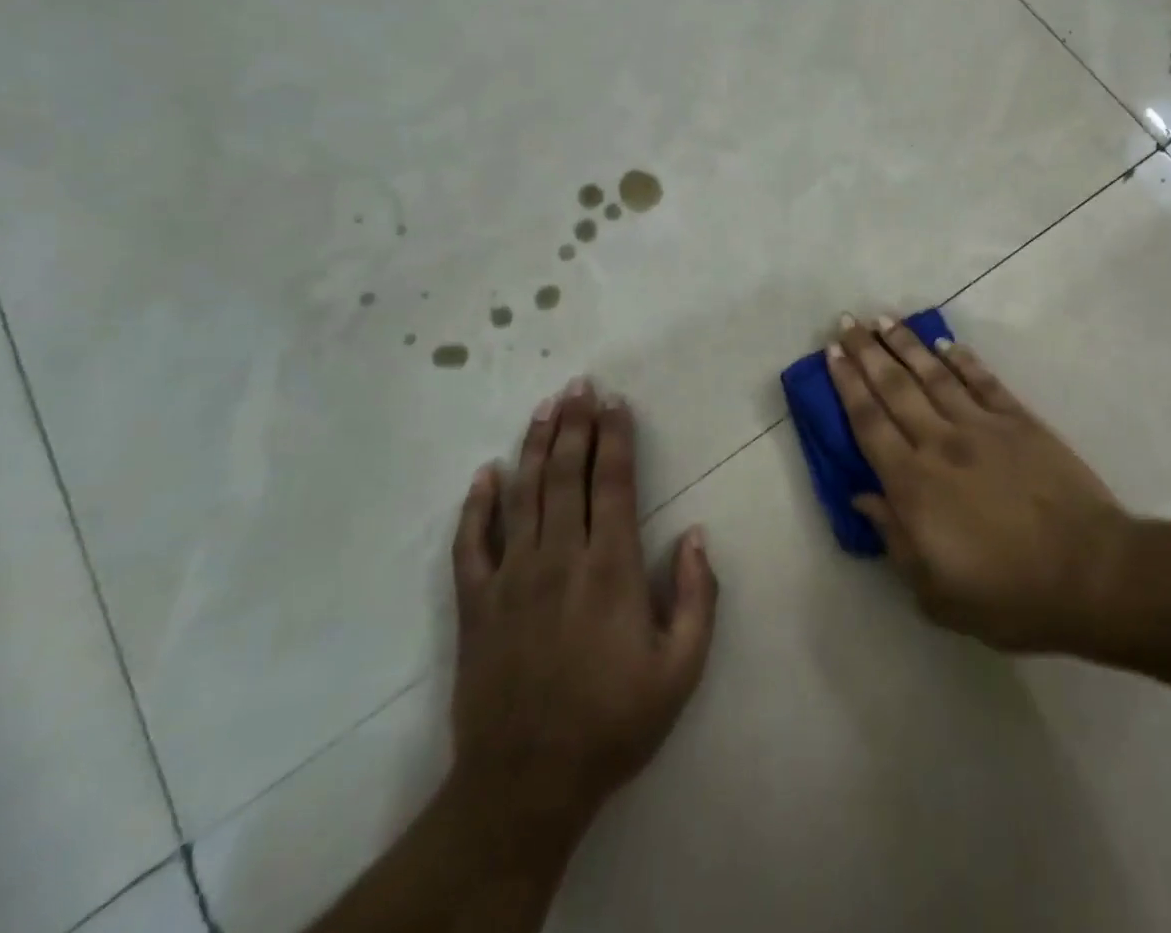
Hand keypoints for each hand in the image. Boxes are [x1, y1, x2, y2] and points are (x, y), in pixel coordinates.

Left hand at [446, 378, 718, 865]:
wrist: (526, 785)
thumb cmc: (613, 723)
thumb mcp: (681, 670)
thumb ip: (699, 597)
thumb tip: (698, 534)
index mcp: (611, 568)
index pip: (613, 482)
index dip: (615, 437)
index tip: (617, 402)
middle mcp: (560, 558)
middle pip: (567, 474)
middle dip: (575, 424)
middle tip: (580, 385)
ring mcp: (512, 578)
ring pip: (524, 494)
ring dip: (535, 446)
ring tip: (545, 407)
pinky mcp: (475, 604)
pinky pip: (471, 543)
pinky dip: (477, 505)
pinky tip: (485, 473)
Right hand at [826, 315, 1128, 652]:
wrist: (1091, 575)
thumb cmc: (1009, 595)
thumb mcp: (936, 593)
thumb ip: (894, 540)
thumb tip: (862, 497)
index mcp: (913, 485)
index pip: (868, 423)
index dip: (846, 385)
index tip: (831, 355)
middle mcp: (940, 443)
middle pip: (894, 387)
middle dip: (866, 352)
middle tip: (846, 322)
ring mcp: (982, 427)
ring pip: (933, 375)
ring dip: (906, 344)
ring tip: (883, 319)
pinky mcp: (1019, 421)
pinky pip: (983, 381)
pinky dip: (962, 359)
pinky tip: (945, 342)